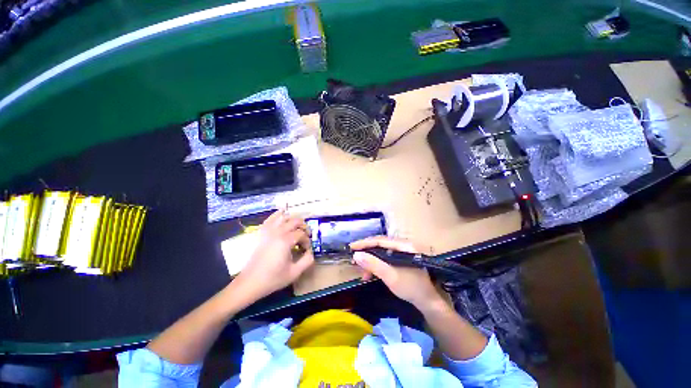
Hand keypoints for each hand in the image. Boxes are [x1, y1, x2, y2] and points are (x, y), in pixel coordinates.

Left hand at [234, 209, 314, 299]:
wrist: (250, 282)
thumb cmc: (273, 278)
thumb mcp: (294, 273)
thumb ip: (307, 260)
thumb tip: (311, 252)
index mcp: (286, 241)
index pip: (302, 234)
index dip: (307, 240)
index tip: (306, 249)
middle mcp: (277, 232)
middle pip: (295, 221)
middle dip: (303, 226)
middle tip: (306, 235)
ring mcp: (268, 231)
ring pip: (283, 217)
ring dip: (293, 219)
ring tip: (297, 227)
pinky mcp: (261, 233)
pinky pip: (270, 219)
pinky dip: (277, 214)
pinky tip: (282, 213)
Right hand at [350, 236, 441, 308]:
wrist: (428, 302)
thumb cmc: (411, 288)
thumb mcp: (390, 276)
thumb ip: (373, 264)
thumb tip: (356, 255)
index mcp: (404, 245)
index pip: (380, 240)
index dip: (364, 243)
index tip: (351, 247)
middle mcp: (403, 245)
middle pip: (380, 245)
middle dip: (366, 253)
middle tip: (354, 260)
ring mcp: (403, 252)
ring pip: (382, 252)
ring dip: (371, 262)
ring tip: (363, 273)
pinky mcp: (401, 259)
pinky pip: (385, 258)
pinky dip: (377, 265)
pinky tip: (371, 274)